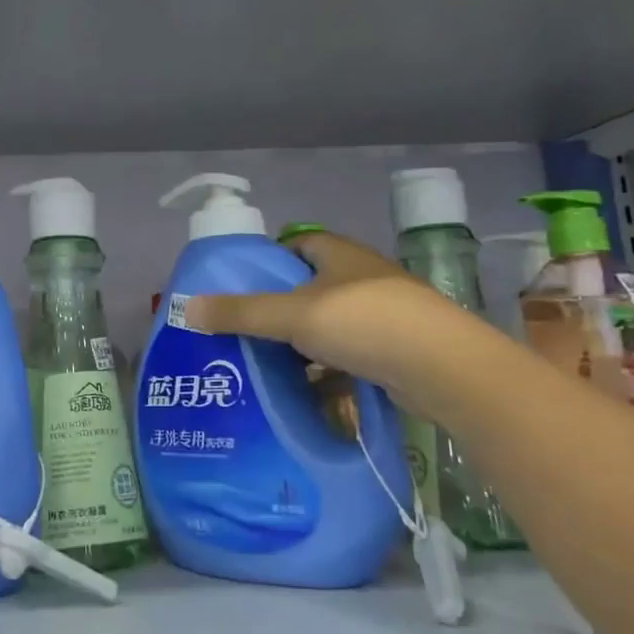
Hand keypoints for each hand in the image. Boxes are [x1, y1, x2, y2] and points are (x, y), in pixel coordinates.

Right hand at [184, 230, 445, 384]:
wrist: (446, 371)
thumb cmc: (365, 324)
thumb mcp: (292, 315)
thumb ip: (241, 312)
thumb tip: (186, 308)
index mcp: (340, 256)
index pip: (299, 243)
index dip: (270, 258)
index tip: (242, 282)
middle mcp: (363, 279)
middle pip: (311, 287)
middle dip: (280, 307)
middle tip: (244, 327)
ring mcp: (383, 316)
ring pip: (329, 326)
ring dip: (302, 344)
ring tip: (266, 363)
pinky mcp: (395, 352)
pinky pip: (349, 356)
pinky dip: (327, 371)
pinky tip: (305, 390)